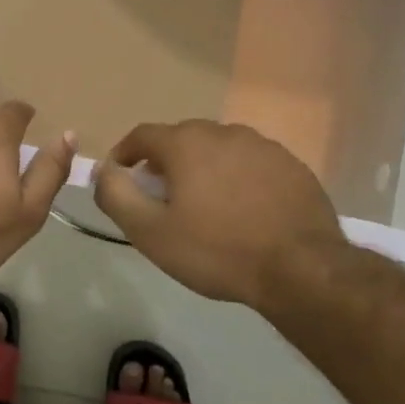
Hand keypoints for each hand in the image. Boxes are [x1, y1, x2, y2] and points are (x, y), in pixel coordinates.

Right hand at [94, 120, 344, 309]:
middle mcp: (225, 132)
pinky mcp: (293, 166)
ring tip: (203, 204)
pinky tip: (242, 210)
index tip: (120, 177)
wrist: (301, 270)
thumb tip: (103, 171)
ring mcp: (264, 147)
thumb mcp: (149, 231)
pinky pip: (251, 164)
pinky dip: (237, 178)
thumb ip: (115, 195)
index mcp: (187, 143)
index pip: (142, 135)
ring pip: (219, 150)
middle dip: (164, 162)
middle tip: (160, 196)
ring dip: (203, 168)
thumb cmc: (216, 250)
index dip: (124, 153)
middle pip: (182, 139)